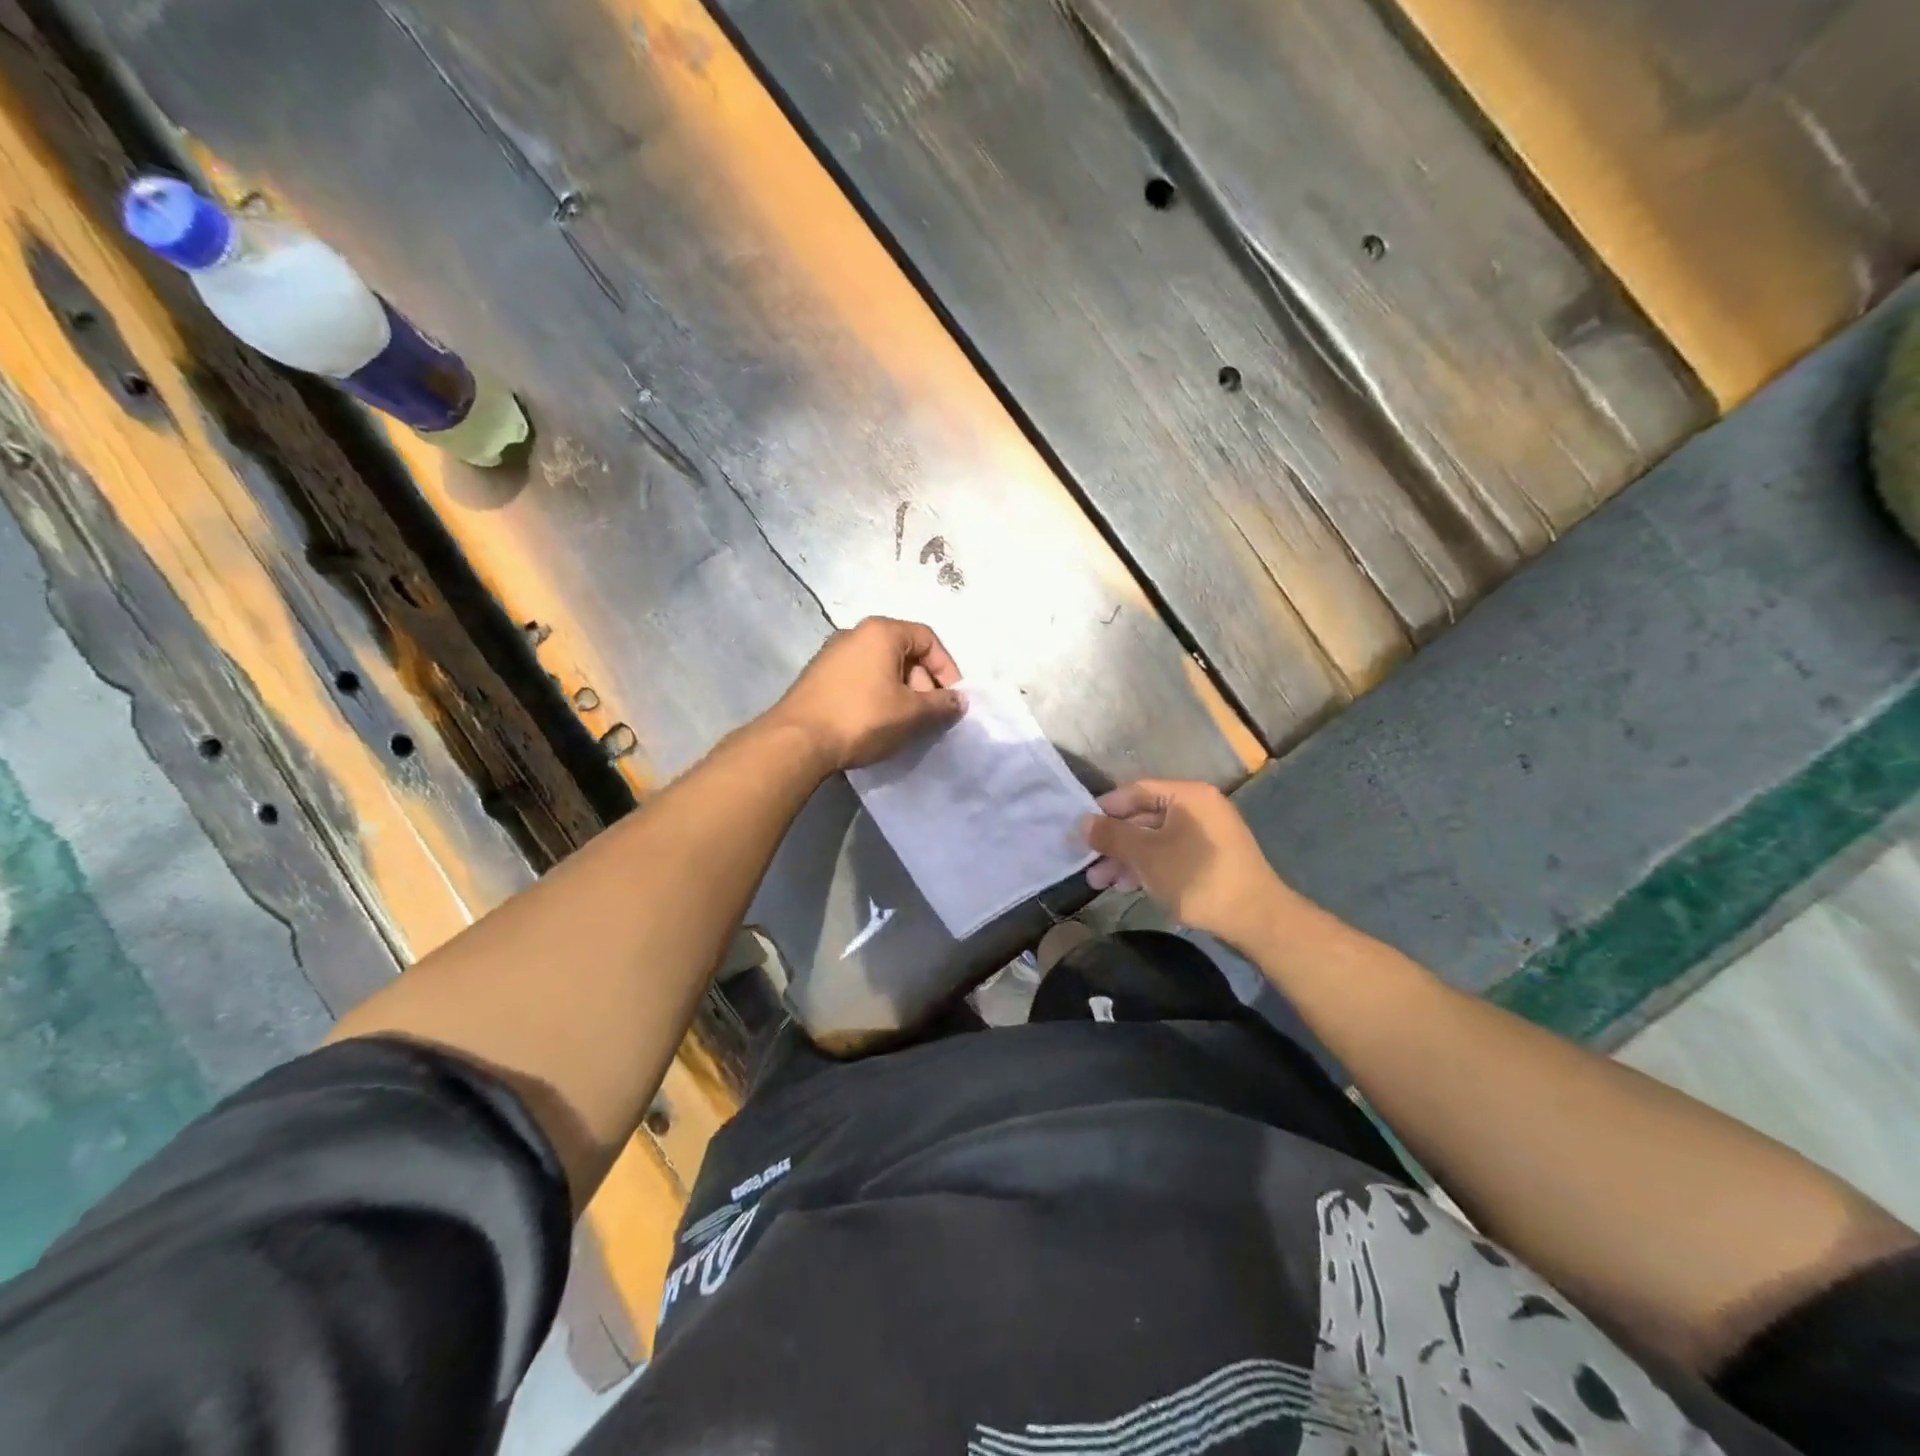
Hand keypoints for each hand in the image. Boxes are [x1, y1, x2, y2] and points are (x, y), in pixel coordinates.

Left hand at [769, 617, 965, 771]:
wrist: (797, 740)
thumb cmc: (863, 718)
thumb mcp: (911, 713)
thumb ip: (941, 705)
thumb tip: (959, 701)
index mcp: (881, 632)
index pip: (927, 639)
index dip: (947, 668)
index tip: (952, 699)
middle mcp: (855, 634)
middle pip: (904, 652)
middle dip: (923, 683)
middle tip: (929, 714)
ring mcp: (832, 655)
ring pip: (881, 667)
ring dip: (901, 692)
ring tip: (905, 724)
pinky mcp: (818, 677)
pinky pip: (860, 679)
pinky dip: (877, 696)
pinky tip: (877, 724)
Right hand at [1083, 779, 1298, 950]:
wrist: (1255, 918)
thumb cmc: (1196, 877)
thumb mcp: (1146, 855)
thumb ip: (1111, 835)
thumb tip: (1082, 823)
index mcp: (1187, 795)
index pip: (1135, 791)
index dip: (1104, 809)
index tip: (1080, 831)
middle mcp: (1197, 807)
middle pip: (1143, 817)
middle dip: (1112, 842)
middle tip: (1086, 862)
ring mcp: (1205, 834)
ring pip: (1154, 839)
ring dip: (1125, 859)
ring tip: (1099, 883)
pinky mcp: (1209, 859)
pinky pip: (1169, 854)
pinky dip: (1147, 867)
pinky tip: (1126, 886)